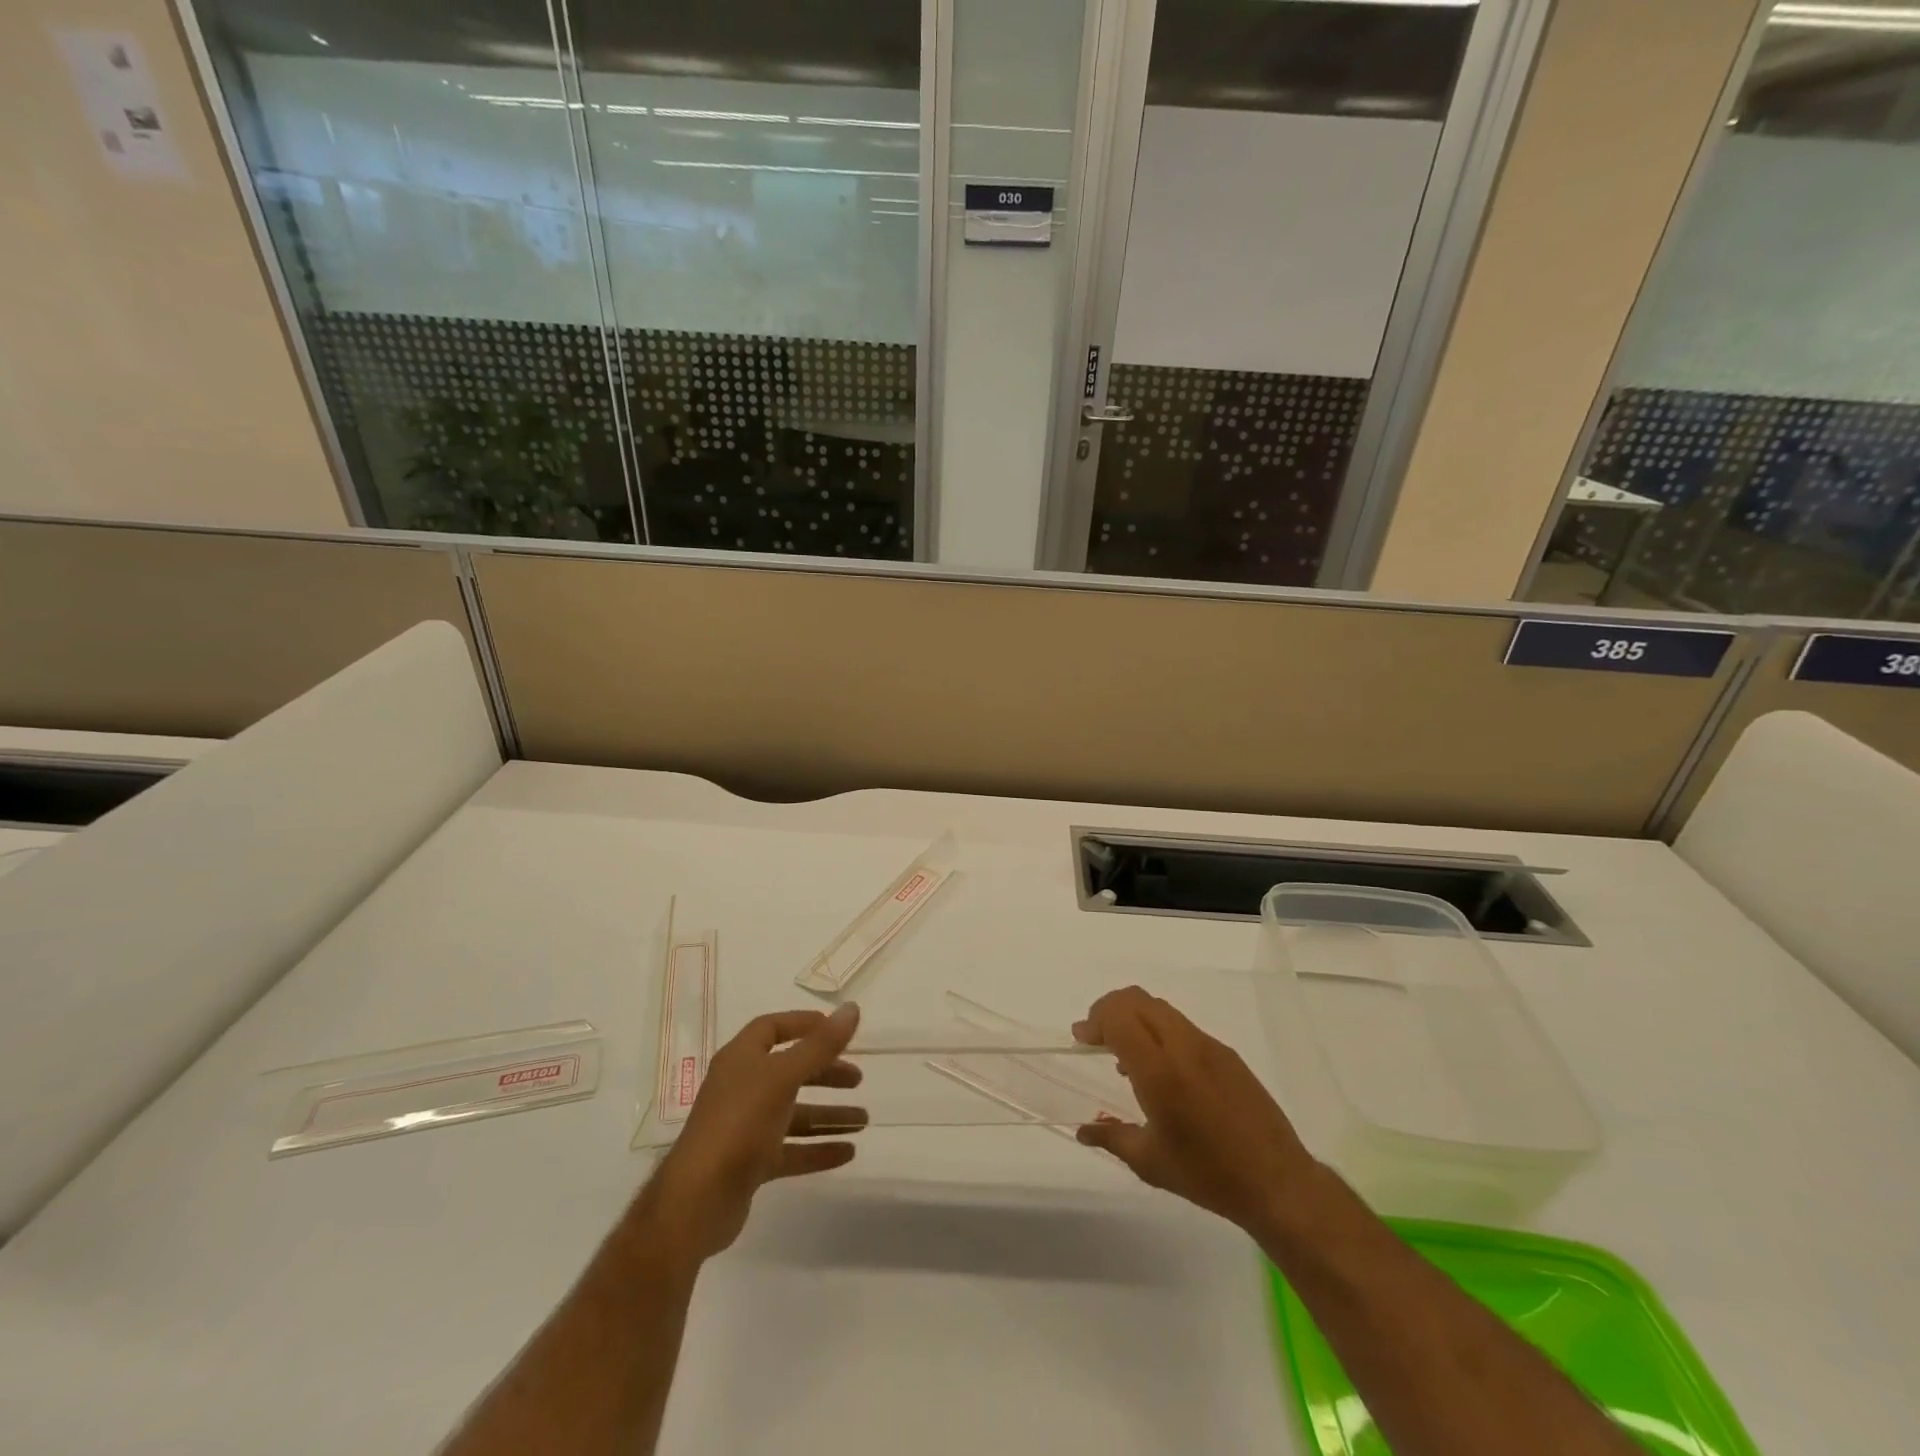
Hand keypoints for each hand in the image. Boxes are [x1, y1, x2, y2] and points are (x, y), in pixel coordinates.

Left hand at [639, 1004, 865, 1262]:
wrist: (697, 1200)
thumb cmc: (740, 1123)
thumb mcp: (784, 1077)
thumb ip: (820, 1045)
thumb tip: (852, 1008)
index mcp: (742, 1059)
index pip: (772, 1028)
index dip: (803, 1024)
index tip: (836, 1029)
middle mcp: (742, 1088)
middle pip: (789, 1071)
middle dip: (825, 1073)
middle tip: (858, 1079)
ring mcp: (745, 1127)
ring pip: (794, 1114)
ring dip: (828, 1115)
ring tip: (864, 1121)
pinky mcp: (750, 1163)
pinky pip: (791, 1150)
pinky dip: (818, 1149)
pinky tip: (848, 1152)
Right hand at [1073, 986, 1317, 1237]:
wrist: (1279, 1182)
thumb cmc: (1209, 1175)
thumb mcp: (1151, 1163)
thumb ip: (1112, 1138)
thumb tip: (1083, 1130)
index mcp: (1160, 1072)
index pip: (1119, 1017)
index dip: (1095, 1019)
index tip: (1081, 1039)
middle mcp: (1183, 1047)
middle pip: (1137, 1000)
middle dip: (1110, 1010)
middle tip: (1096, 1038)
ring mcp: (1209, 1046)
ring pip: (1161, 1009)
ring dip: (1135, 1019)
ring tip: (1126, 1056)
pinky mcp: (1227, 1054)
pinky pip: (1183, 1027)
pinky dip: (1159, 1031)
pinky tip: (1162, 1070)